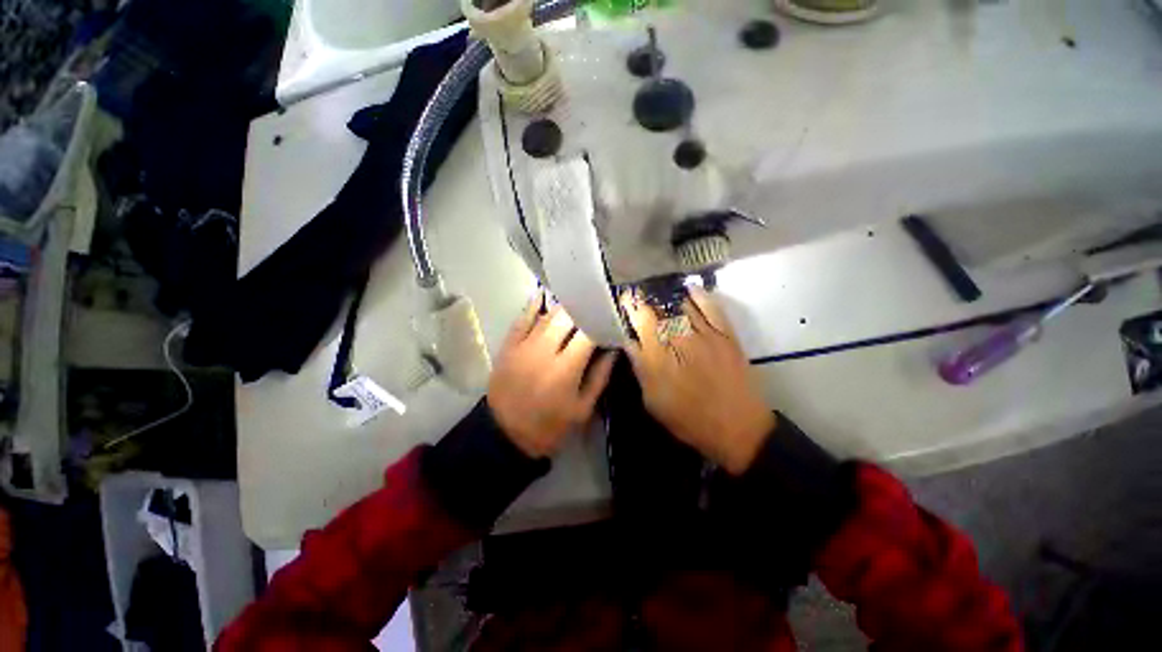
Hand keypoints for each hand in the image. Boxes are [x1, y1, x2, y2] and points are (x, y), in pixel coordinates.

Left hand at [488, 291, 617, 458]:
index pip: (588, 333)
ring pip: (547, 315)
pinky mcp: (509, 345)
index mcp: (566, 369)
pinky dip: (534, 305)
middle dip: (584, 310)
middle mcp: (544, 350)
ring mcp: (523, 345)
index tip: (611, 318)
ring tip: (577, 302)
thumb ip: (600, 376)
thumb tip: (614, 348)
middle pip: (568, 317)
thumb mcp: (583, 408)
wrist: (505, 434)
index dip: (601, 322)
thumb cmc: (550, 426)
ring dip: (564, 307)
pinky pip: (522, 318)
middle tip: (595, 308)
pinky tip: (544, 295)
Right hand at [621, 287, 774, 474]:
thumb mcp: (653, 402)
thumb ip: (640, 369)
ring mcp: (705, 335)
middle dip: (645, 299)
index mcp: (658, 359)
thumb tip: (630, 342)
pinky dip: (699, 295)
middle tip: (638, 294)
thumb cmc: (689, 420)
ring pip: (681, 305)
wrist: (738, 428)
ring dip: (666, 296)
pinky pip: (711, 307)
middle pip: (658, 310)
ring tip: (658, 290)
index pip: (640, 323)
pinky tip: (689, 289)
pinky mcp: (726, 334)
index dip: (630, 307)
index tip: (625, 300)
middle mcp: (680, 340)